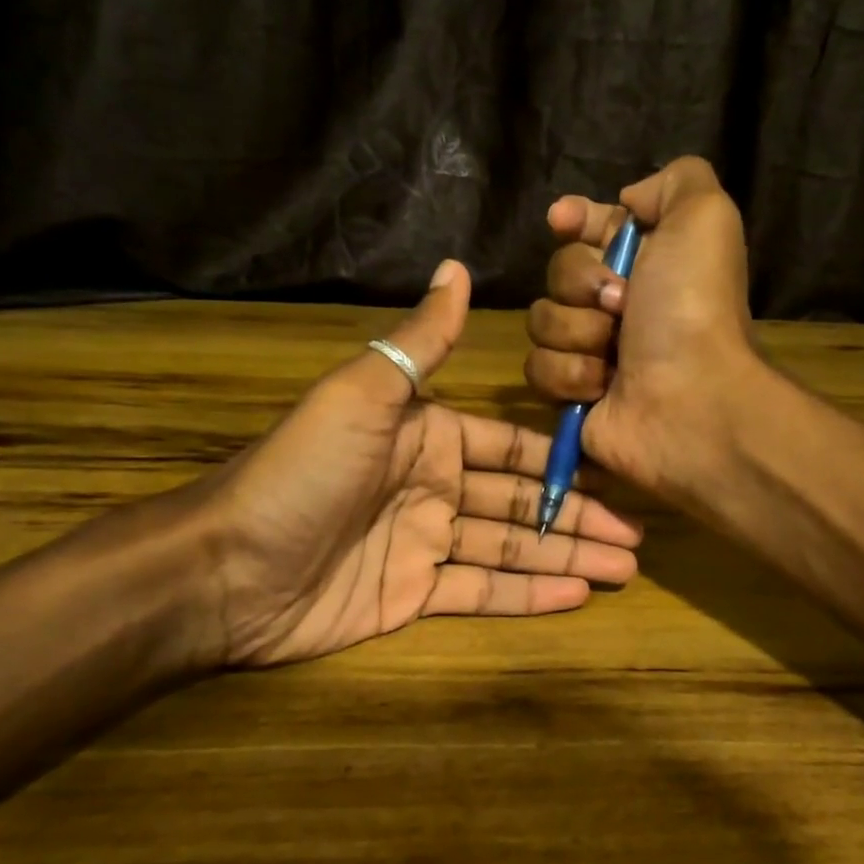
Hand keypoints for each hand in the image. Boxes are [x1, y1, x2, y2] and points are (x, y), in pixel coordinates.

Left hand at [166, 260, 641, 667]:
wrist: (227, 568)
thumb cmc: (303, 474)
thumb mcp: (362, 394)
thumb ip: (421, 341)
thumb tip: (459, 267)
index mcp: (427, 435)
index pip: (510, 448)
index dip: (560, 462)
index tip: (613, 471)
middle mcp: (432, 486)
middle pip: (520, 502)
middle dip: (577, 518)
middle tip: (635, 538)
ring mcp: (424, 544)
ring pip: (510, 548)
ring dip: (565, 557)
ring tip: (623, 569)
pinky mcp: (412, 595)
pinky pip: (480, 591)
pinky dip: (528, 594)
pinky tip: (576, 595)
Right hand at [524, 156, 761, 497]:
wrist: (690, 399)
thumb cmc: (693, 307)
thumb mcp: (704, 218)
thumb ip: (676, 182)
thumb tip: (629, 200)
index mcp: (646, 261)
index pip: (590, 228)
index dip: (574, 220)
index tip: (562, 220)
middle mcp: (616, 303)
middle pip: (558, 272)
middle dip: (582, 284)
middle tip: (620, 305)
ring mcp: (591, 350)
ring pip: (542, 320)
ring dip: (577, 332)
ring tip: (615, 353)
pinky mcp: (571, 392)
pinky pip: (537, 367)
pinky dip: (570, 374)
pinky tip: (603, 386)